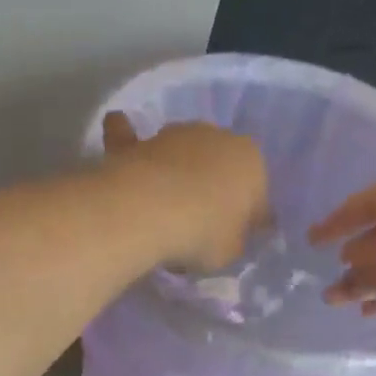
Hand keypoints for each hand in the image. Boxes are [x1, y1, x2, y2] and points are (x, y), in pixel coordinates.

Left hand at [101, 112, 268, 272]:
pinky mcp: (136, 143)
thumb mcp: (231, 251)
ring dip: (177, 168)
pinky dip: (124, 133)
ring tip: (165, 203)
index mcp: (252, 161)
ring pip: (181, 152)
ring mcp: (173, 136)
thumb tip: (229, 234)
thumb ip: (234, 239)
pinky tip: (118, 124)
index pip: (257, 193)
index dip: (247, 220)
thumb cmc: (202, 234)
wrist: (146, 212)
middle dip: (213, 188)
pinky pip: (130, 136)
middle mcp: (216, 137)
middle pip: (219, 166)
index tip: (233, 239)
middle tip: (200, 224)